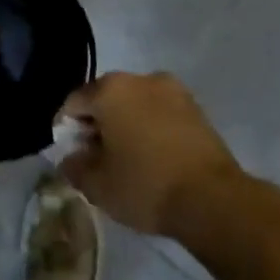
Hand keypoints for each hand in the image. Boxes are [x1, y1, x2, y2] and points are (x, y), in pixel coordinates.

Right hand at [59, 72, 243, 236]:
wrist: (212, 200)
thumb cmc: (145, 186)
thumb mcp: (97, 185)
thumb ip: (74, 166)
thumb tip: (70, 158)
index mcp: (110, 89)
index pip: (74, 103)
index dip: (67, 130)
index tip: (71, 155)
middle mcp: (141, 79)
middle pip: (106, 98)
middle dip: (97, 124)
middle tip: (96, 158)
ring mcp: (173, 91)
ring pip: (135, 104)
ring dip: (125, 124)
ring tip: (127, 159)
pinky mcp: (196, 109)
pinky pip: (160, 113)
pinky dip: (150, 128)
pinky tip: (152, 157)